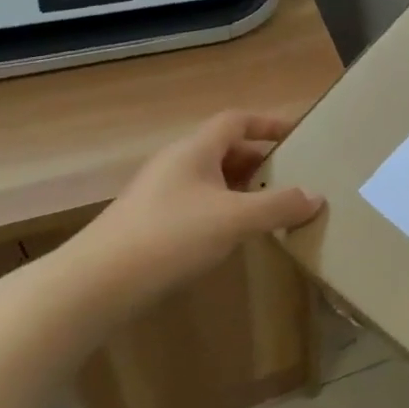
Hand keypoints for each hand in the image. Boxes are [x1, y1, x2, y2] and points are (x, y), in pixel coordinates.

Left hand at [73, 111, 324, 298]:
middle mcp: (175, 165)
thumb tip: (316, 196)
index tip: (297, 134)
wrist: (93, 286)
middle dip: (260, 160)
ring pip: (211, 179)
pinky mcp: (149, 225)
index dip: (268, 123)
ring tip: (270, 206)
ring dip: (242, 187)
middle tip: (291, 176)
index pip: (236, 121)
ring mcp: (159, 195)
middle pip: (224, 149)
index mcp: (194, 150)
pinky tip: (234, 235)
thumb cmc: (169, 237)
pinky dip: (223, 210)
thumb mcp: (234, 219)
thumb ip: (278, 206)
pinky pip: (197, 204)